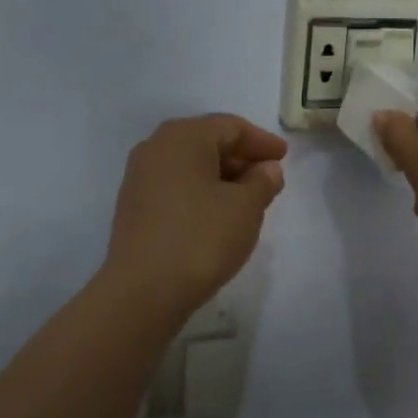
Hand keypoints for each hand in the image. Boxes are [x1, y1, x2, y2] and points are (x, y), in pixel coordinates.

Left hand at [104, 114, 287, 317]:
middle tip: (268, 177)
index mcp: (183, 137)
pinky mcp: (133, 206)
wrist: (144, 290)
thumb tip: (266, 168)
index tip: (283, 157)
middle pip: (206, 142)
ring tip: (247, 198)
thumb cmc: (201, 237)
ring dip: (220, 176)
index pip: (230, 127)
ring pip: (189, 165)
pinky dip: (199, 191)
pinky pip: (174, 186)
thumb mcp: (246, 207)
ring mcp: (139, 177)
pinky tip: (216, 214)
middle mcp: (155, 147)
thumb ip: (262, 181)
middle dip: (240, 157)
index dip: (261, 141)